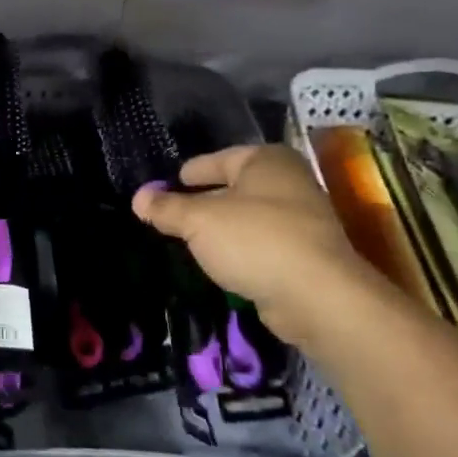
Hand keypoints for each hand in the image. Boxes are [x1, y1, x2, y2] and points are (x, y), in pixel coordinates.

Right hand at [132, 144, 381, 344]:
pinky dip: (241, 250)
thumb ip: (166, 208)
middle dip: (205, 201)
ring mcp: (304, 220)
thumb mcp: (198, 221)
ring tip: (191, 240)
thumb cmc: (255, 240)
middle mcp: (290, 182)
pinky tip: (222, 263)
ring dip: (223, 228)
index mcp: (266, 160)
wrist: (318, 297)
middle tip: (173, 214)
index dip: (190, 172)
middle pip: (235, 187)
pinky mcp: (307, 255)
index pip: (217, 159)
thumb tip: (139, 198)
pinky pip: (262, 244)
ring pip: (249, 217)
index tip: (167, 185)